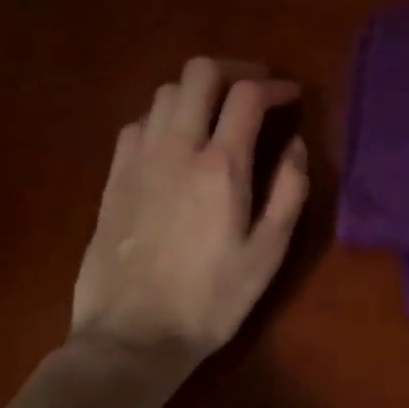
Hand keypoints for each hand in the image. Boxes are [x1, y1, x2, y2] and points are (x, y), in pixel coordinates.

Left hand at [71, 57, 309, 364]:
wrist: (132, 337)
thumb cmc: (211, 300)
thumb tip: (295, 145)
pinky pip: (137, 123)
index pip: (247, 95)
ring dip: (198, 91)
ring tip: (218, 113)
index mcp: (221, 166)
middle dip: (234, 70)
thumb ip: (289, 191)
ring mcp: (138, 160)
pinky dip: (164, 116)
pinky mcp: (113, 177)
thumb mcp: (269, 252)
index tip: (292, 96)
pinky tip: (175, 140)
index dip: (275, 86)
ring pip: (165, 92)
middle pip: (199, 73)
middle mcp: (176, 148)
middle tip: (256, 89)